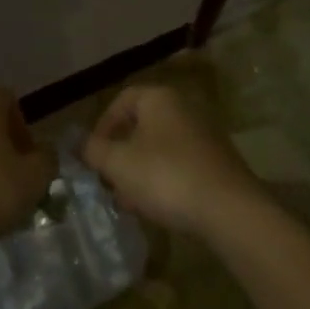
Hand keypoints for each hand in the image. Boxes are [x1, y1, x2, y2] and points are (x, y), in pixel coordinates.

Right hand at [82, 84, 265, 237]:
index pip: (122, 100)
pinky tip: (156, 207)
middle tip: (108, 180)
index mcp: (159, 98)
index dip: (102, 125)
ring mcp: (204, 136)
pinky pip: (180, 165)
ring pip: (160, 149)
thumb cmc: (165, 176)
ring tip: (129, 201)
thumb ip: (93, 150)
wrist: (229, 210)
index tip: (93, 154)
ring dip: (140, 171)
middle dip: (121, 154)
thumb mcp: (118, 163)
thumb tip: (80, 143)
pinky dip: (163, 181)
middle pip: (141, 126)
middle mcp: (184, 108)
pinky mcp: (218, 163)